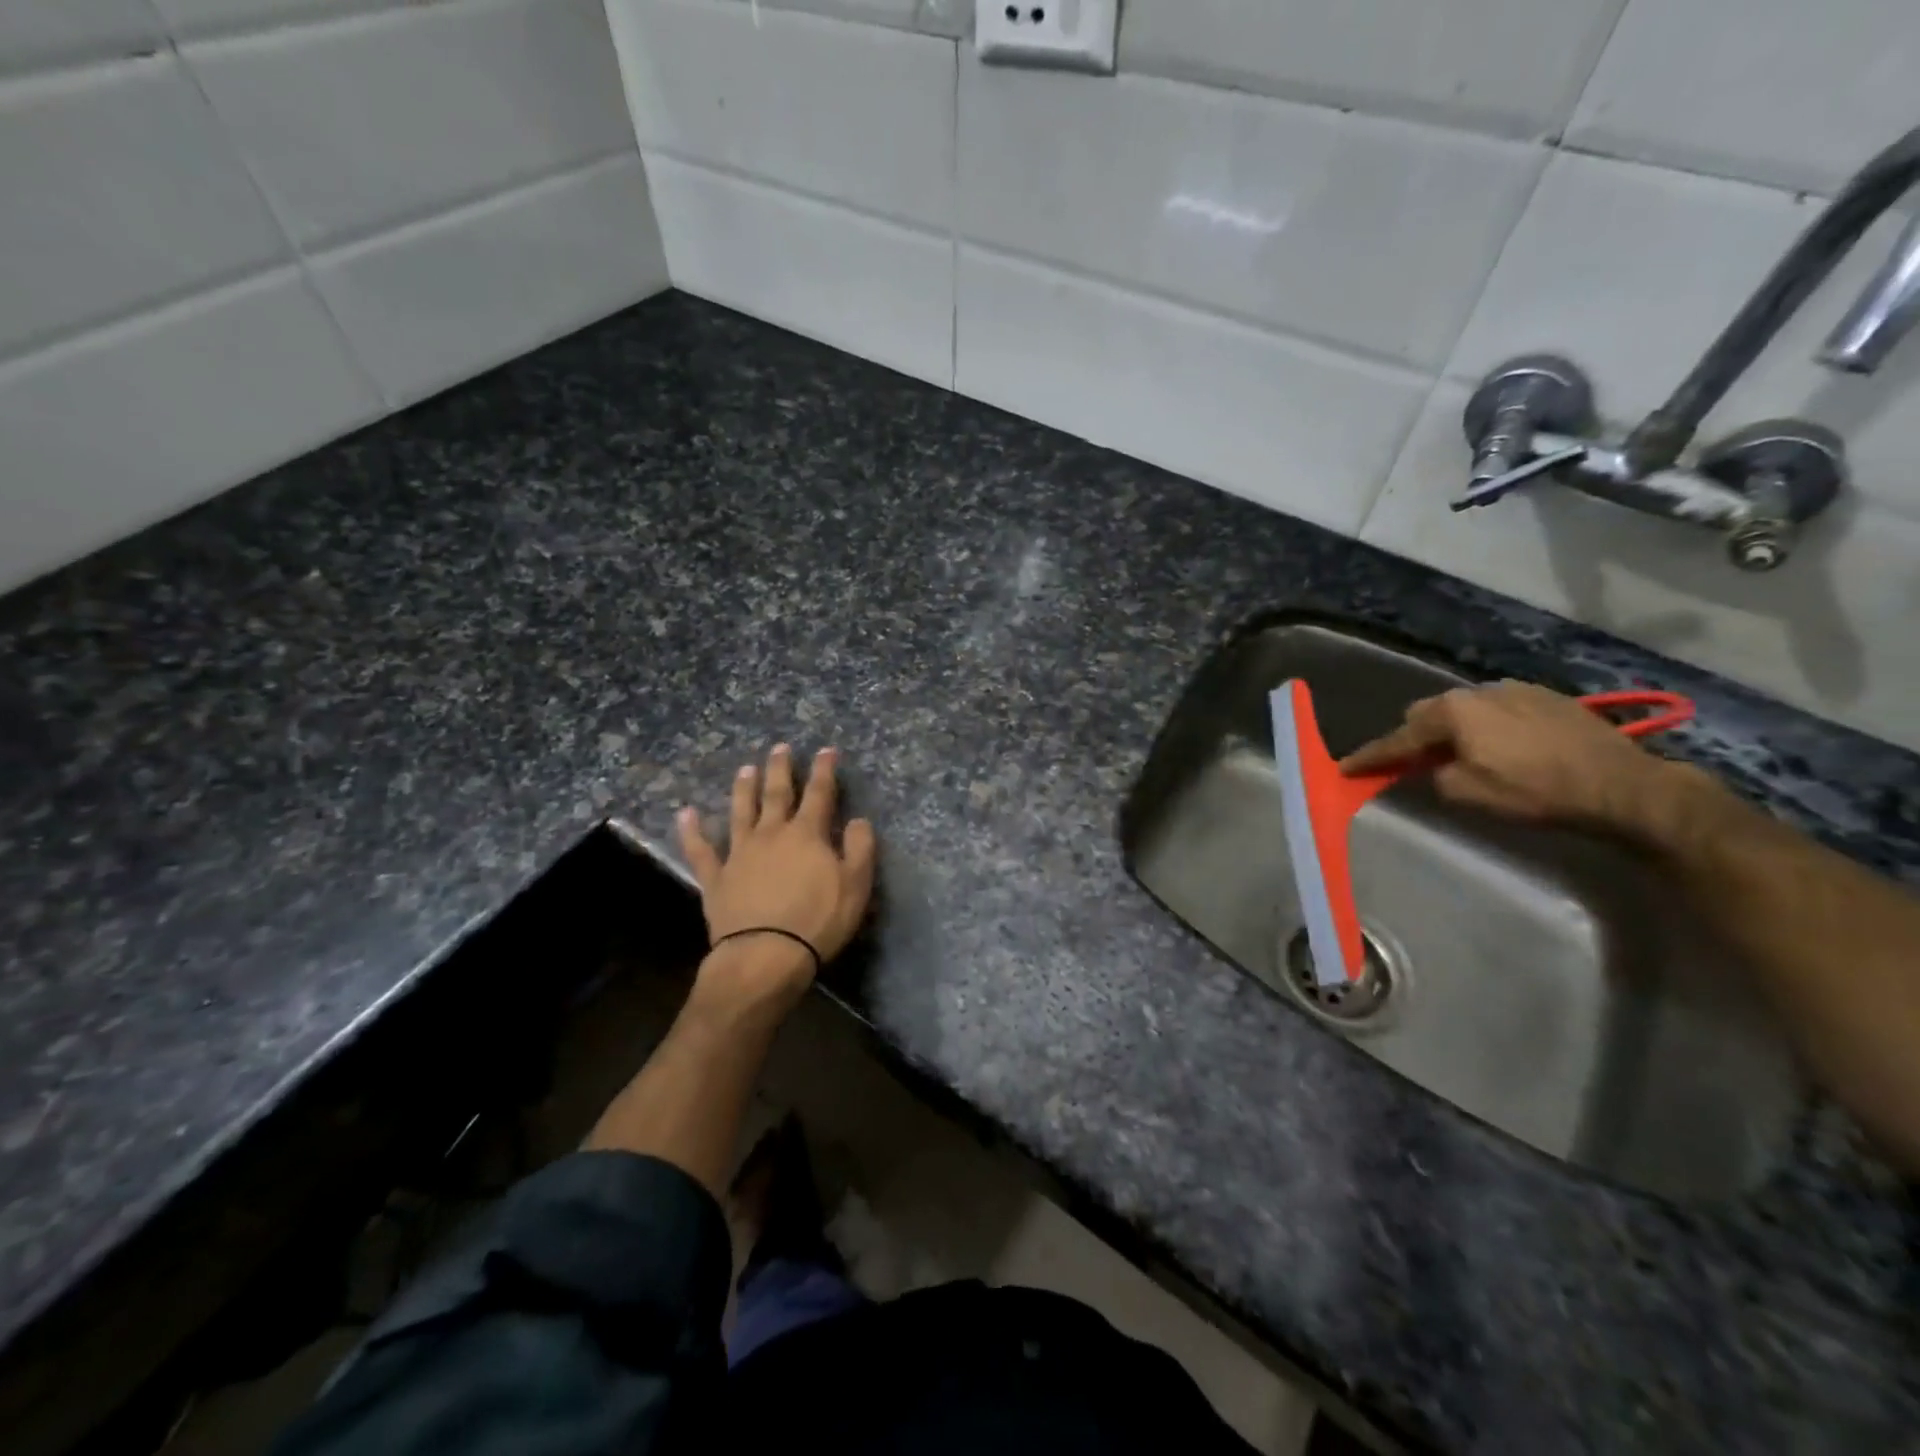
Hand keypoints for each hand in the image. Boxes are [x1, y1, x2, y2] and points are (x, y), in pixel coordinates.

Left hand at [677, 744, 876, 1006]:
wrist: (765, 955)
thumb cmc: (817, 921)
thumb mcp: (856, 886)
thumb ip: (860, 849)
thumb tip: (858, 820)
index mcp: (807, 834)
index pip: (819, 793)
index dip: (824, 770)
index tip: (826, 750)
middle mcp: (771, 834)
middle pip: (776, 794)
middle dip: (780, 769)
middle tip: (779, 748)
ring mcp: (740, 854)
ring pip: (740, 812)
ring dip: (743, 789)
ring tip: (745, 769)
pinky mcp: (716, 878)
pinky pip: (701, 849)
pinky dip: (692, 831)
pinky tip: (686, 814)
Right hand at [1338, 680, 1680, 832]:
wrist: (1624, 786)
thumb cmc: (1536, 791)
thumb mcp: (1468, 794)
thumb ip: (1435, 776)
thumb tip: (1436, 767)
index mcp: (1453, 712)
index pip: (1399, 737)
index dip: (1371, 756)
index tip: (1346, 768)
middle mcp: (1478, 691)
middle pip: (1429, 713)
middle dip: (1416, 737)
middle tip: (1416, 763)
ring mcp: (1516, 690)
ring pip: (1466, 708)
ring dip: (1456, 730)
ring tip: (1465, 755)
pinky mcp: (1549, 698)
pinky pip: (1499, 709)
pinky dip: (1489, 727)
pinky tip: (1507, 747)